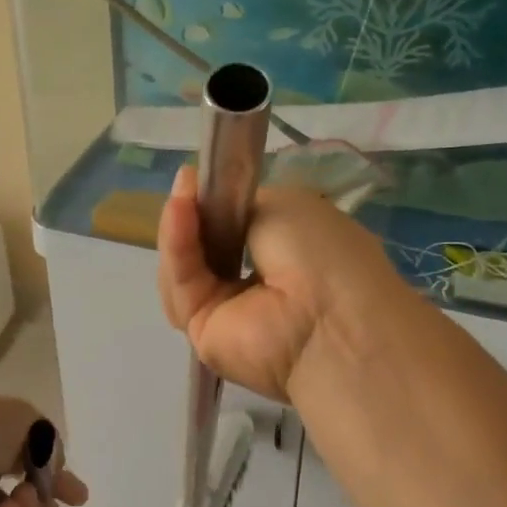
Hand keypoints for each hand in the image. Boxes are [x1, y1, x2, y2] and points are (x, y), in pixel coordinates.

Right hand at [156, 164, 401, 402]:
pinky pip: (182, 285)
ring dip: (178, 228)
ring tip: (180, 198)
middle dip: (190, 214)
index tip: (197, 177)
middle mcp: (252, 283)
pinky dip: (176, 247)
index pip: (231, 228)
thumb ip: (242, 205)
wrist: (330, 317)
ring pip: (184, 266)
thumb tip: (216, 203)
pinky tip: (178, 213)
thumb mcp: (283, 206)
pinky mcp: (201, 329)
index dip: (213, 202)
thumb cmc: (322, 253)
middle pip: (200, 247)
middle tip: (185, 184)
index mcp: (282, 254)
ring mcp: (225, 309)